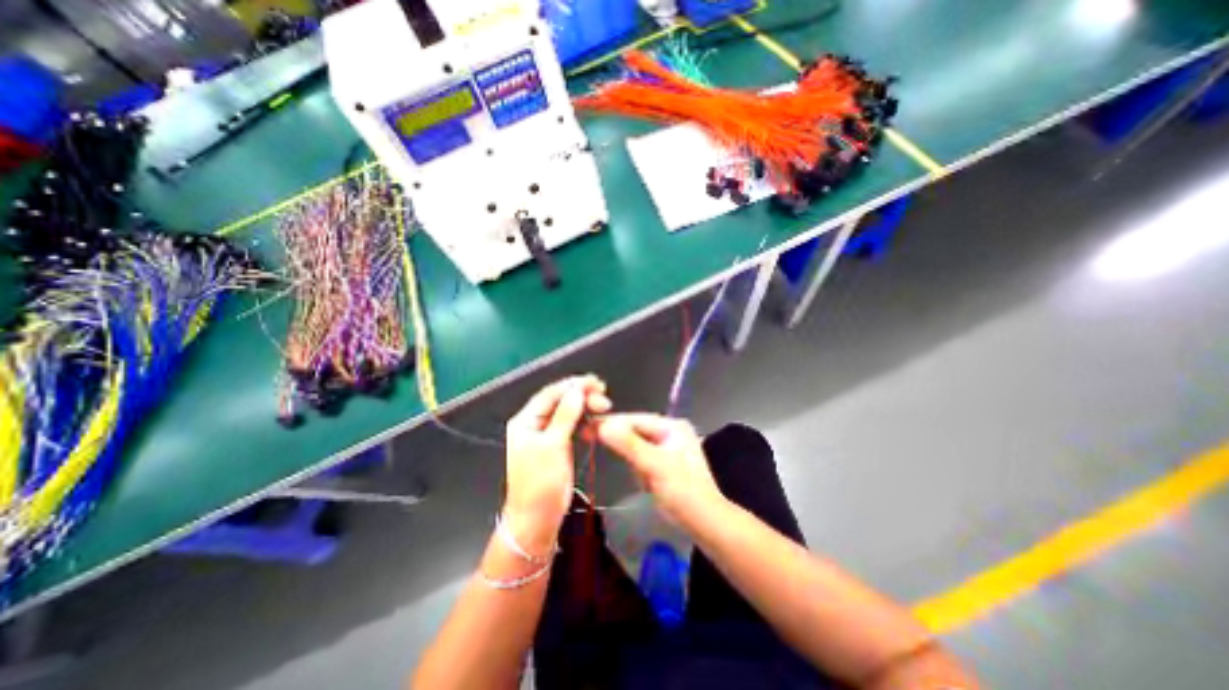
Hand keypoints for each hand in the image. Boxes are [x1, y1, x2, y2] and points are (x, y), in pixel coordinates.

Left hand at [505, 376, 607, 552]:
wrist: (536, 521)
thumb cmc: (540, 484)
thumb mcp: (552, 447)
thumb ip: (565, 416)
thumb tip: (577, 390)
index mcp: (525, 421)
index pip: (551, 394)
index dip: (573, 385)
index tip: (596, 382)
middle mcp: (534, 424)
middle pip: (559, 401)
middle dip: (581, 395)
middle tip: (604, 397)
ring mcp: (546, 435)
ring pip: (567, 412)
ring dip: (585, 407)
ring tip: (604, 406)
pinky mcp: (557, 446)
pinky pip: (571, 426)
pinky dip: (584, 421)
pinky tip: (595, 421)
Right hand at [599, 415, 722, 521]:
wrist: (705, 522)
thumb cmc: (682, 491)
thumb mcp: (654, 466)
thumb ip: (628, 444)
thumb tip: (602, 425)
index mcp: (672, 426)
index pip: (635, 419)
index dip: (611, 423)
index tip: (587, 428)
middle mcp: (671, 431)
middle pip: (636, 430)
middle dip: (623, 443)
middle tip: (596, 444)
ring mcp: (669, 447)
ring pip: (637, 445)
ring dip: (633, 460)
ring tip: (640, 477)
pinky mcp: (666, 463)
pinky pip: (644, 458)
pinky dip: (639, 468)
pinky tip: (645, 481)